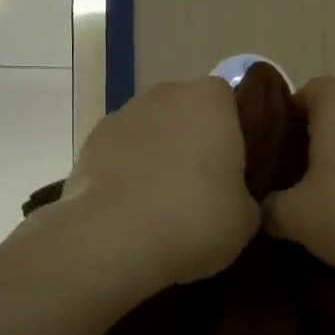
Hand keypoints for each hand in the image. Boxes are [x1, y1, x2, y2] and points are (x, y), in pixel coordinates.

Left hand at [60, 77, 259, 290]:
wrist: (113, 240)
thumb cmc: (195, 219)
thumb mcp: (246, 218)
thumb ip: (246, 195)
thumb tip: (235, 198)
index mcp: (210, 100)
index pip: (229, 100)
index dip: (233, 132)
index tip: (235, 167)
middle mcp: (165, 94)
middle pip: (186, 111)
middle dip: (193, 140)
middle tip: (202, 187)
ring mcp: (122, 115)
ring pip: (151, 131)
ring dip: (157, 155)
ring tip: (162, 203)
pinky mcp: (89, 143)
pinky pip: (120, 153)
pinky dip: (126, 172)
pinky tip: (130, 209)